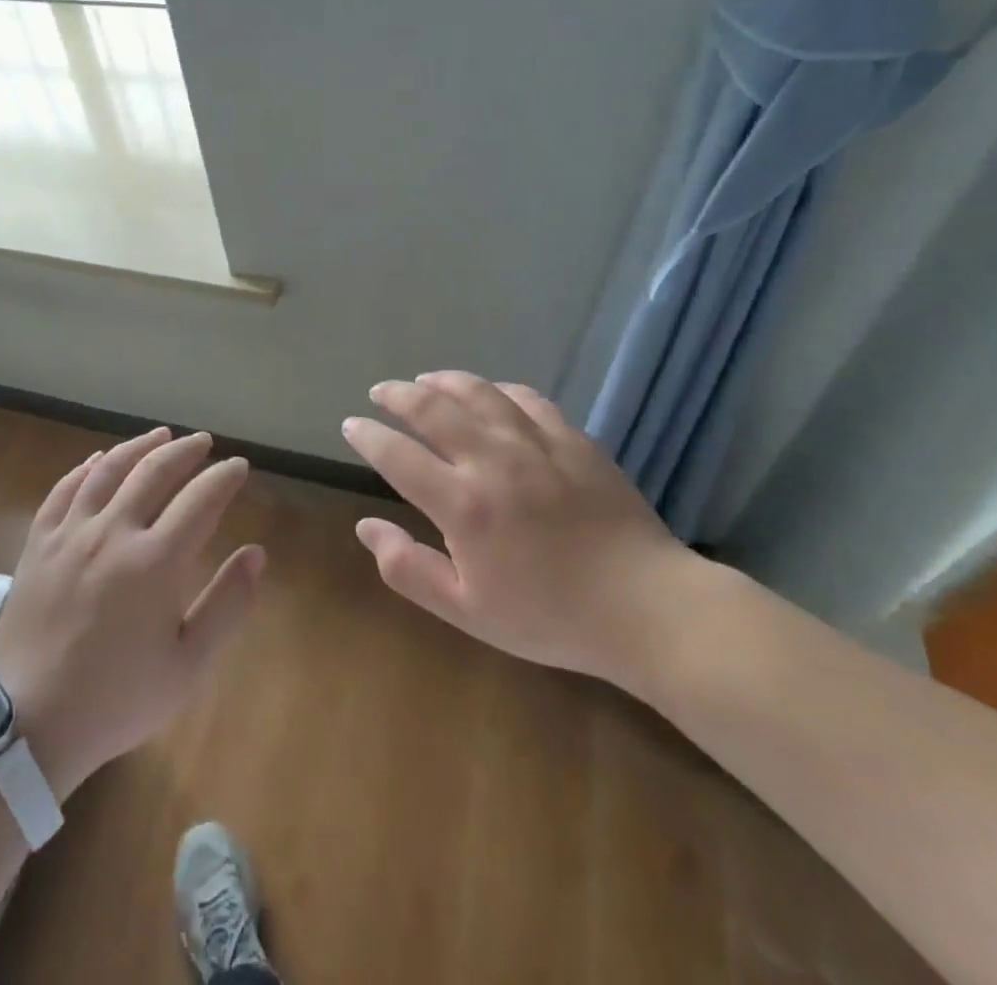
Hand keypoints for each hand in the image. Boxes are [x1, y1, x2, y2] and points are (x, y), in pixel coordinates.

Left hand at [0, 429, 265, 799]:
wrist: (30, 723)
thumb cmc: (118, 698)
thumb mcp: (188, 665)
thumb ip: (228, 604)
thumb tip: (257, 553)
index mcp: (156, 561)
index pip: (201, 499)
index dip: (224, 477)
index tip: (239, 466)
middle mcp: (114, 533)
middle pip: (154, 471)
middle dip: (185, 451)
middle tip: (203, 442)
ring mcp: (71, 534)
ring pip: (109, 470)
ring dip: (139, 447)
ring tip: (160, 435)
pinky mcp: (39, 543)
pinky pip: (64, 489)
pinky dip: (86, 468)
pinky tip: (98, 460)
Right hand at [342, 372, 701, 688]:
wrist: (644, 607)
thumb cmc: (550, 616)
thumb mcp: (467, 612)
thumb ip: (408, 568)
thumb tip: (365, 525)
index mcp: (462, 505)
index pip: (398, 455)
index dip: (368, 435)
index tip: (351, 425)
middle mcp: (492, 461)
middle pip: (432, 409)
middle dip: (398, 395)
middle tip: (380, 392)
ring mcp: (535, 443)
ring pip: (478, 392)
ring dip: (444, 381)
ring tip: (425, 380)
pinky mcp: (572, 438)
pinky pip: (526, 398)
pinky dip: (498, 389)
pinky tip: (490, 393)